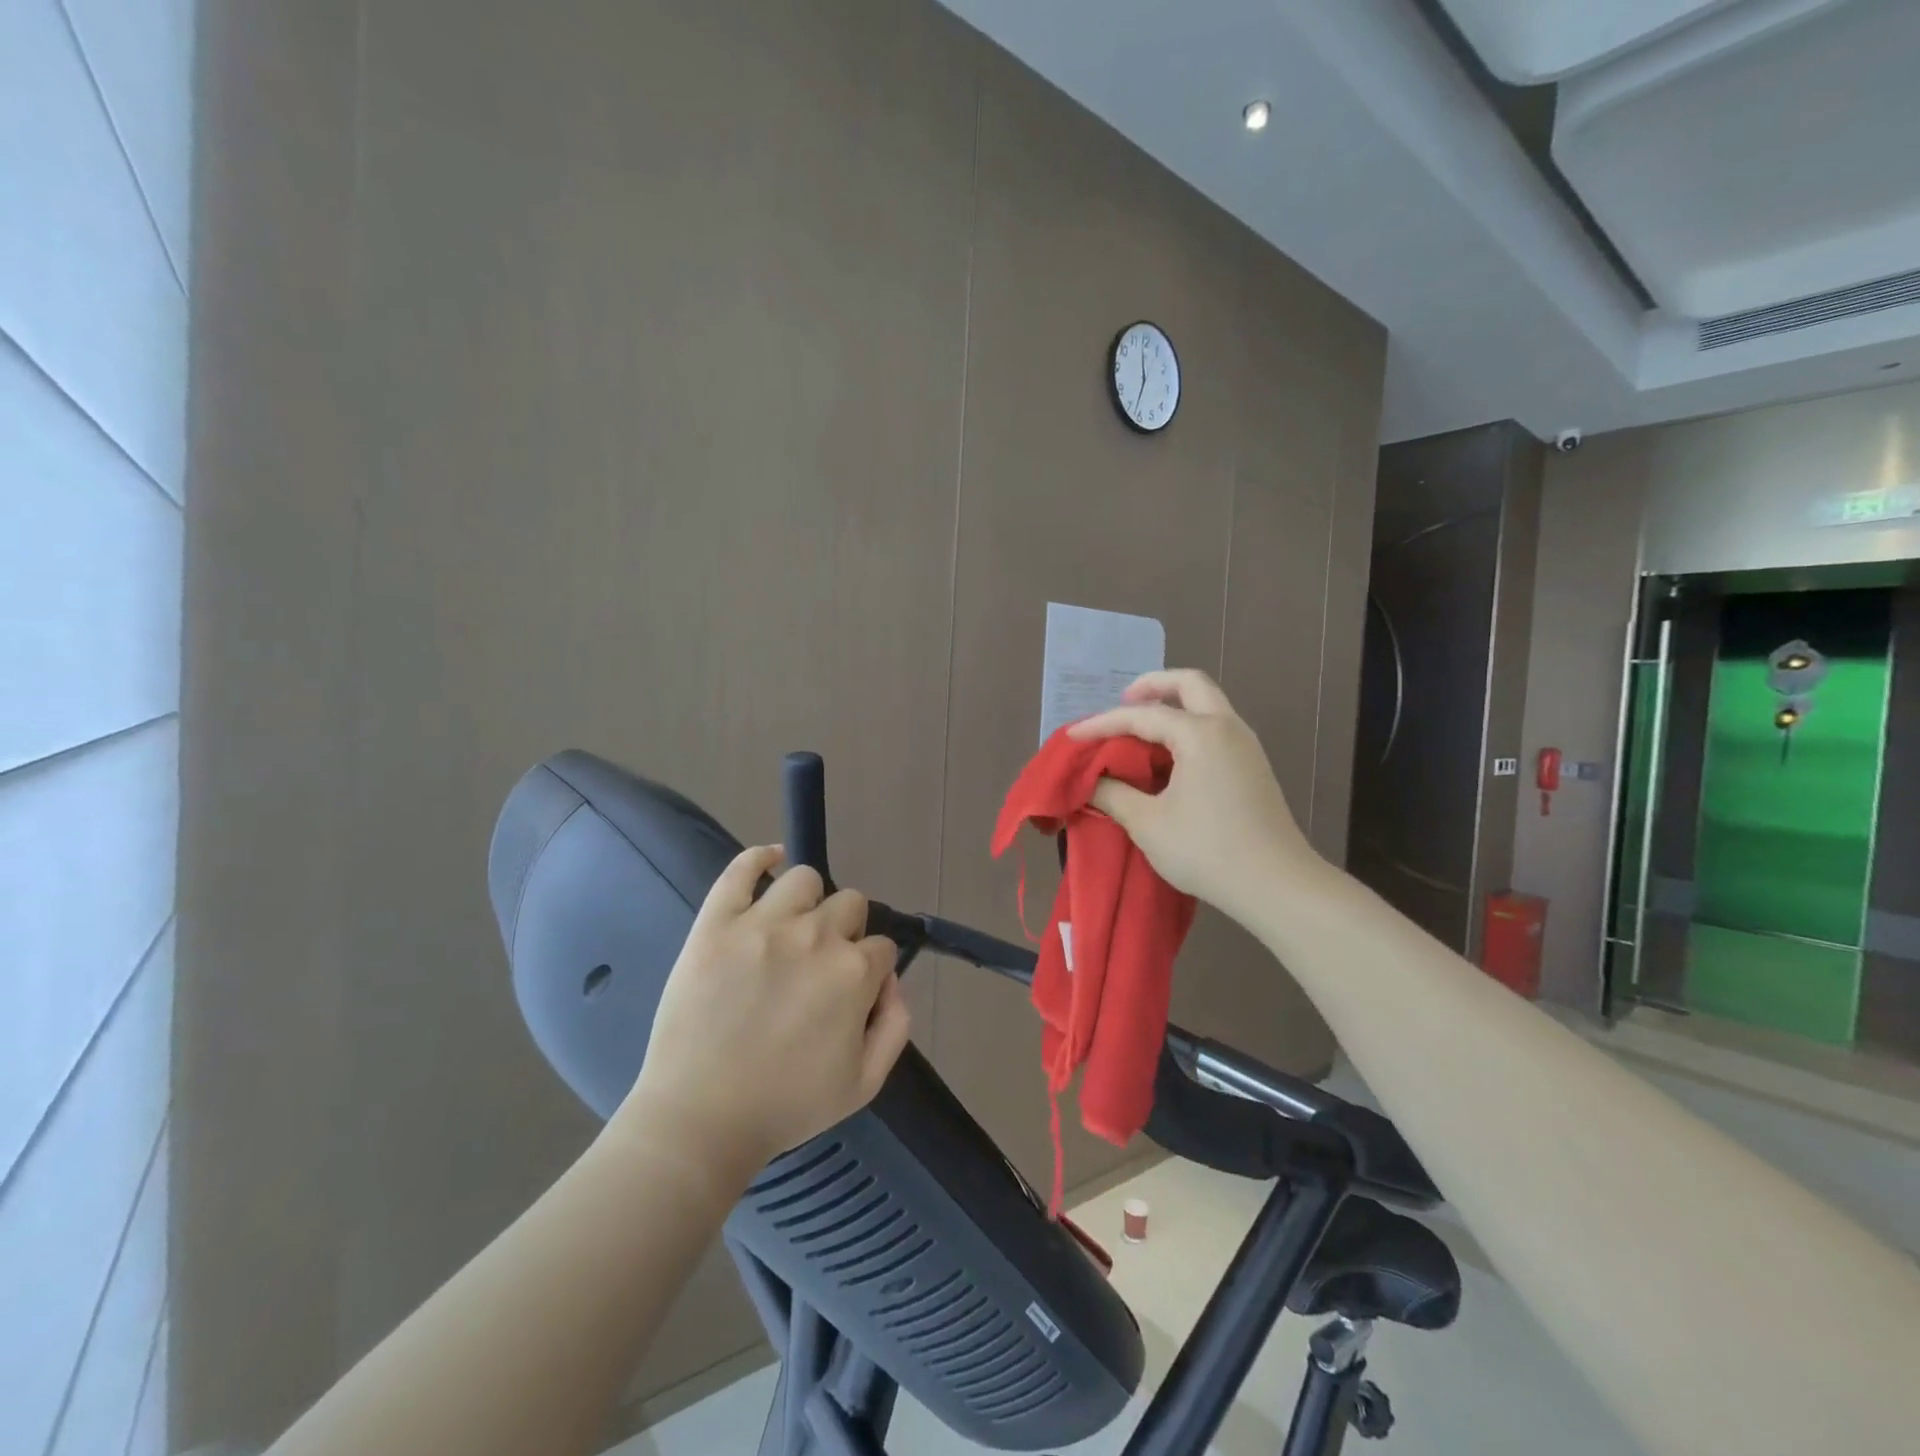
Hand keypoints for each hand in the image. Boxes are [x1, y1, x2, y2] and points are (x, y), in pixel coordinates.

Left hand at [611, 847, 909, 1186]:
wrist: (699, 1120)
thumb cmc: (785, 1106)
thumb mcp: (865, 1084)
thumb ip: (896, 1025)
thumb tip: (892, 980)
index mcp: (854, 973)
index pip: (882, 947)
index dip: (871, 969)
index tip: (851, 991)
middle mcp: (816, 936)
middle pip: (850, 904)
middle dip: (845, 931)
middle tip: (819, 964)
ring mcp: (763, 924)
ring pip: (805, 879)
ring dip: (809, 900)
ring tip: (792, 927)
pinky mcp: (717, 923)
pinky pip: (741, 869)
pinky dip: (760, 858)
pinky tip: (769, 861)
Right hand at [1070, 669, 1321, 925]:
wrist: (1276, 886)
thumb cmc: (1207, 850)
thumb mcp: (1148, 823)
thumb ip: (1114, 794)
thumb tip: (1092, 781)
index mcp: (1201, 734)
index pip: (1142, 715)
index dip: (1102, 724)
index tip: (1072, 737)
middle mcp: (1227, 728)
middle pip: (1190, 684)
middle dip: (1153, 685)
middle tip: (1123, 700)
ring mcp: (1246, 746)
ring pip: (1208, 704)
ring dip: (1174, 705)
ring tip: (1141, 729)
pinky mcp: (1253, 766)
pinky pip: (1216, 728)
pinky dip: (1189, 727)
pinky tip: (1168, 756)